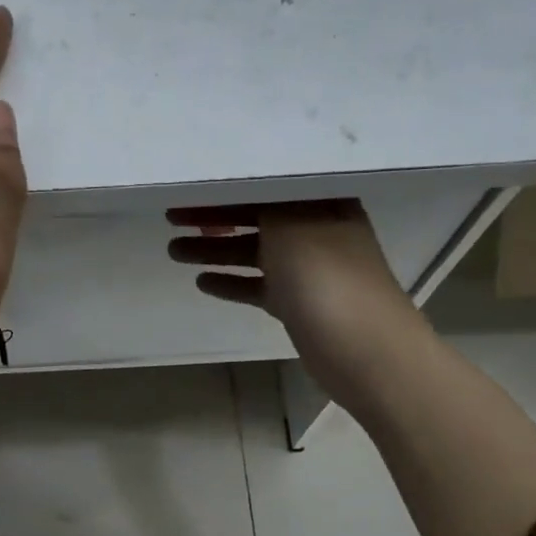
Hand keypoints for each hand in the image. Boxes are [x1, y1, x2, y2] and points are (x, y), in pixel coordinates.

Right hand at [168, 200, 426, 411]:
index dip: (225, 188)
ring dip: (215, 250)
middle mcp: (315, 230)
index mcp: (320, 203)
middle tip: (170, 220)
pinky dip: (232, 282)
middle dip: (213, 218)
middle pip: (256, 217)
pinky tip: (202, 282)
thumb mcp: (290, 226)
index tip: (187, 191)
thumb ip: (263, 206)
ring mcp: (308, 269)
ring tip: (174, 251)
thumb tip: (242, 193)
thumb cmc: (326, 278)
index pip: (265, 186)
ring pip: (253, 253)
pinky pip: (258, 286)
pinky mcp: (299, 303)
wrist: (365, 349)